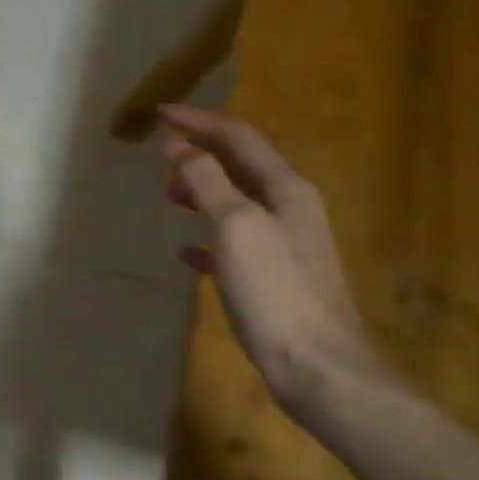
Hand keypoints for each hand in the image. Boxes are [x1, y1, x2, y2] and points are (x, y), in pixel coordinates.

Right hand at [161, 105, 382, 415]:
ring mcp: (285, 244)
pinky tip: (187, 252)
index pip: (239, 137)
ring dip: (203, 192)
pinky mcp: (274, 277)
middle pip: (241, 166)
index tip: (161, 114)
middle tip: (161, 161)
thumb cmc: (274, 289)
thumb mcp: (236, 225)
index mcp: (286, 188)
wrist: (317, 365)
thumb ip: (207, 180)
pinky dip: (208, 237)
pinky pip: (235, 242)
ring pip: (237, 202)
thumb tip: (180, 146)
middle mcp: (291, 208)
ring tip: (170, 199)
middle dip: (201, 155)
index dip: (200, 121)